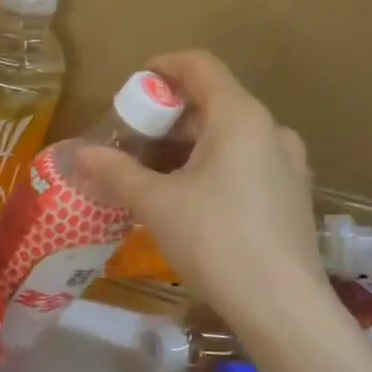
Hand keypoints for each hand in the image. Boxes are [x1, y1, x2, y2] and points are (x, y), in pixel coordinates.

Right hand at [78, 51, 327, 331]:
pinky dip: (213, 164)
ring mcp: (288, 164)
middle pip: (215, 101)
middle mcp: (271, 130)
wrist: (281, 306)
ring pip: (231, 135)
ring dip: (189, 143)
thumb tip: (80, 153)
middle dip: (169, 114)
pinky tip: (189, 197)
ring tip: (153, 170)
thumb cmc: (215, 240)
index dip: (163, 67)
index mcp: (240, 117)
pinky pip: (246, 161)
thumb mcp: (156, 204)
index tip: (132, 85)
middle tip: (132, 138)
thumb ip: (116, 171)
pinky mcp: (292, 195)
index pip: (200, 66)